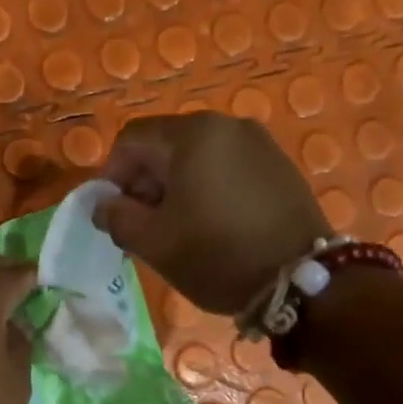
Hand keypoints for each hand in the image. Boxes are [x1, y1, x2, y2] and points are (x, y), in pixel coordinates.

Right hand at [94, 113, 332, 314]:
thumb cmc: (216, 255)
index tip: (112, 213)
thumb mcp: (153, 242)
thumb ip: (116, 218)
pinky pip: (225, 167)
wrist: (299, 278)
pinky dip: (205, 188)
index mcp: (191, 135)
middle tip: (142, 225)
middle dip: (143, 182)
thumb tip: (103, 205)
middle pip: (164, 144)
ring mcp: (258, 142)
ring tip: (176, 228)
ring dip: (174, 187)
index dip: (111, 175)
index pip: (131, 139)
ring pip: (195, 157)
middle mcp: (225, 125)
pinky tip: (209, 224)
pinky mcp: (277, 164)